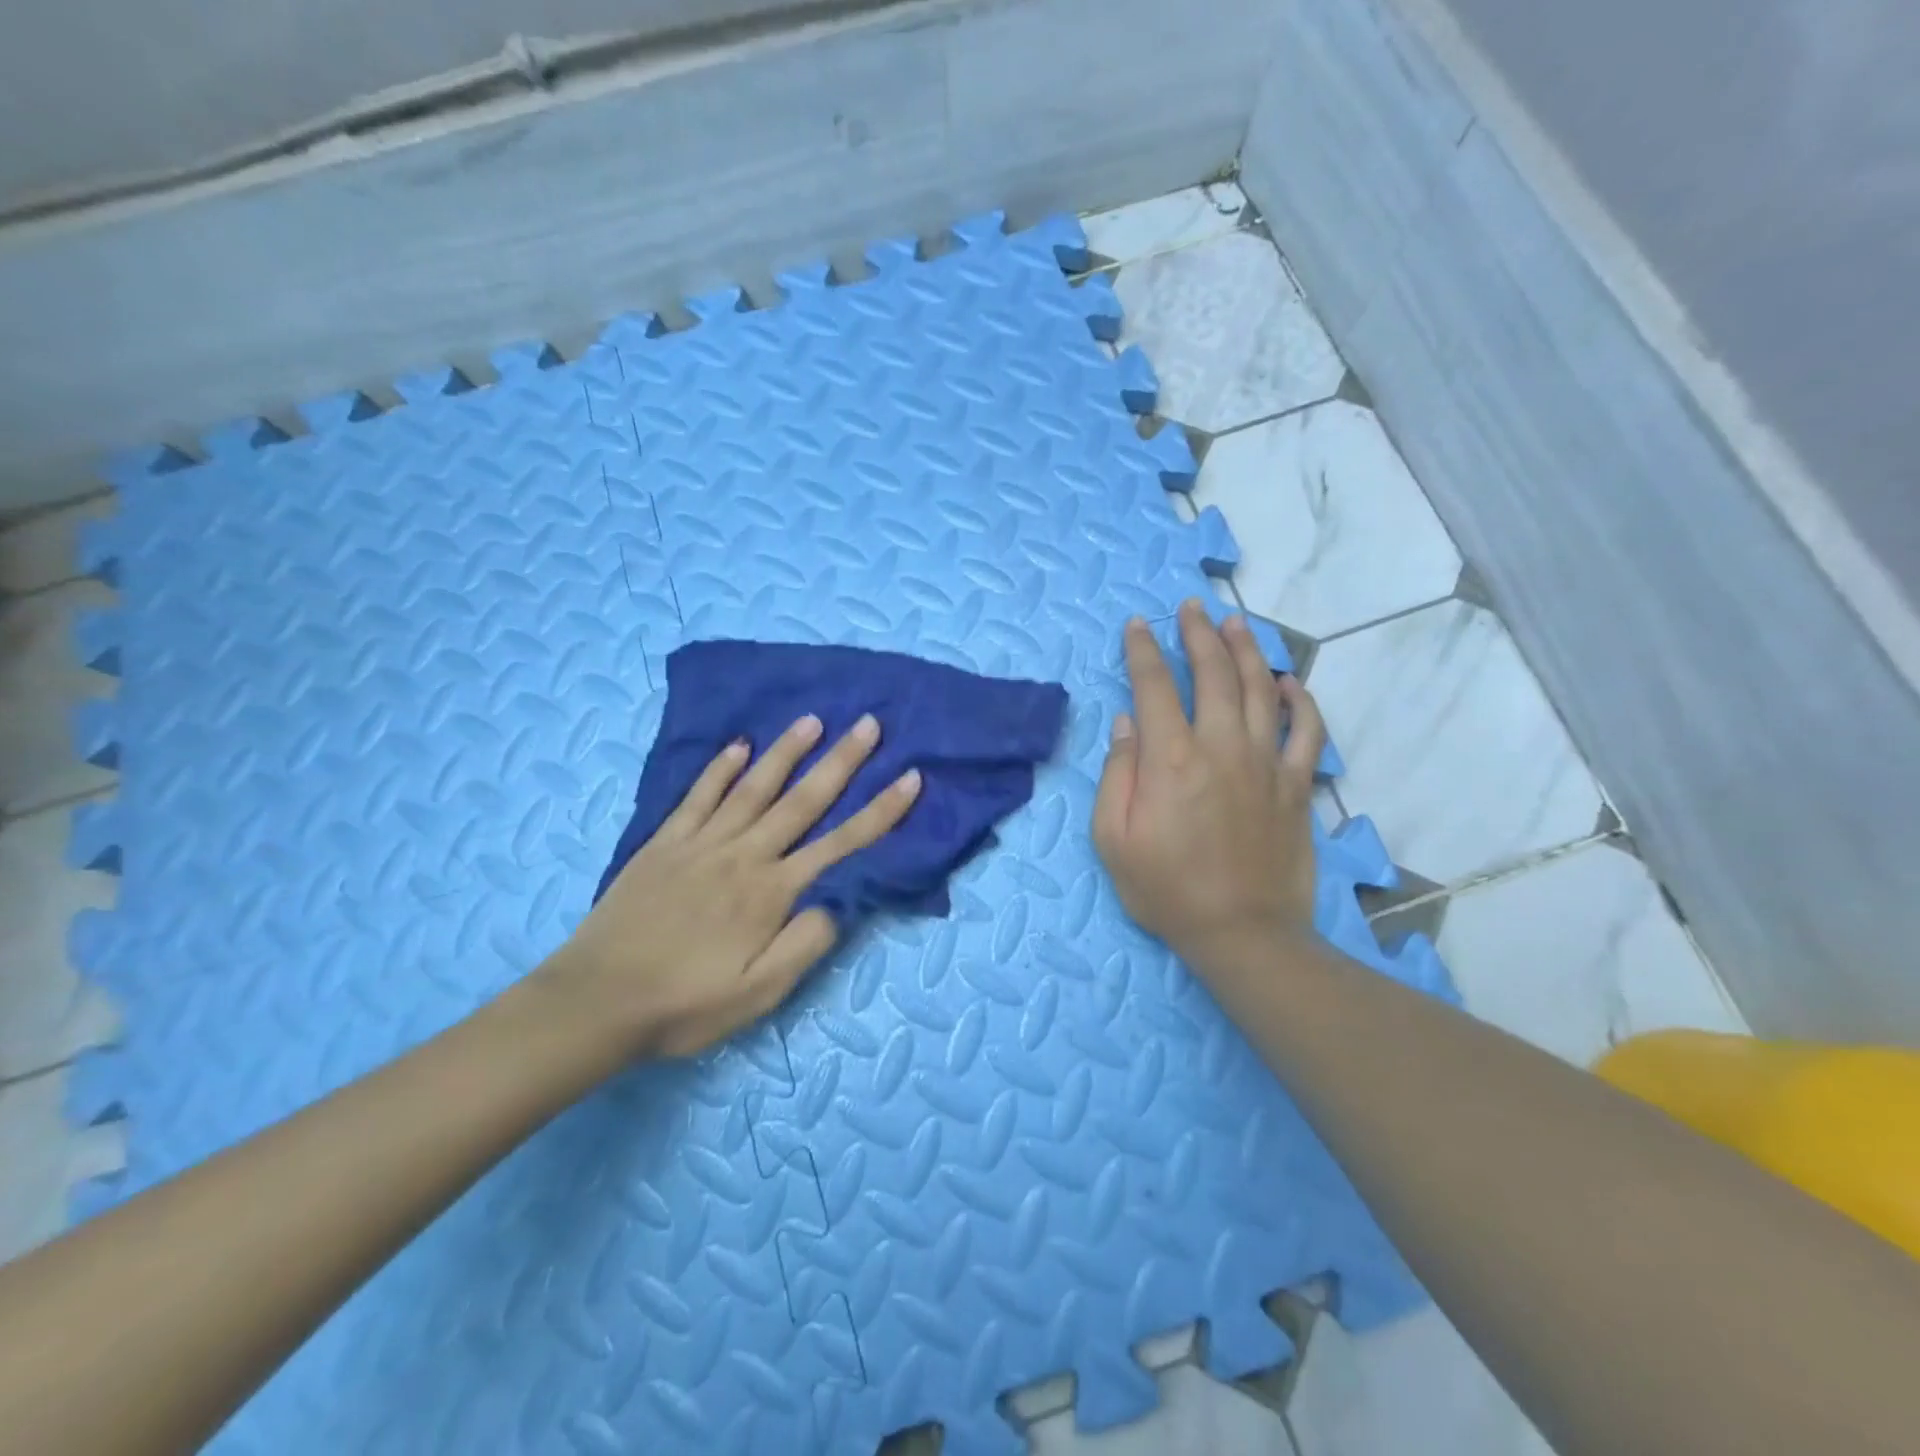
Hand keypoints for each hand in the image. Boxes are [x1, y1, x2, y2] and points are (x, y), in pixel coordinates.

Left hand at [539, 713, 920, 1058]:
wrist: (595, 1002)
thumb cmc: (684, 1004)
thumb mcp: (758, 994)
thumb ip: (804, 945)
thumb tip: (841, 902)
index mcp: (772, 893)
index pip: (841, 843)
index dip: (881, 811)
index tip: (910, 777)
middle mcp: (744, 855)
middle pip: (803, 801)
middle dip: (841, 761)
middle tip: (868, 724)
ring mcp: (701, 844)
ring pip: (754, 788)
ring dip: (786, 752)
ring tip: (812, 720)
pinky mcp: (665, 843)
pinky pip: (698, 797)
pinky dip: (719, 769)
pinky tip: (738, 746)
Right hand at [1093, 600, 1325, 977]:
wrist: (1242, 933)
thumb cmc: (1166, 890)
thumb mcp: (1113, 839)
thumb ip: (1117, 774)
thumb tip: (1126, 722)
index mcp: (1170, 759)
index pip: (1154, 685)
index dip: (1142, 650)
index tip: (1136, 626)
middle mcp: (1221, 747)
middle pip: (1213, 673)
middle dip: (1198, 634)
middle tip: (1190, 608)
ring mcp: (1266, 763)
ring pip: (1261, 689)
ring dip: (1247, 650)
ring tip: (1236, 622)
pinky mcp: (1297, 785)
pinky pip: (1307, 730)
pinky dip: (1302, 700)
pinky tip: (1290, 682)